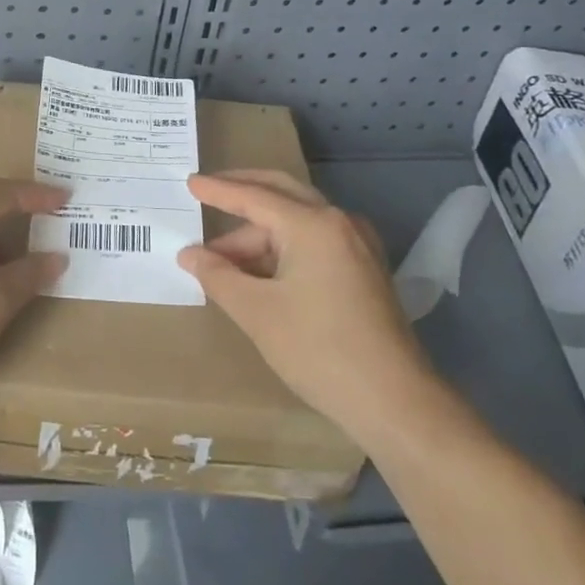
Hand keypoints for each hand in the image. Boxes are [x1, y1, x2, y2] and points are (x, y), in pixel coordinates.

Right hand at [179, 169, 438, 437]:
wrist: (395, 402)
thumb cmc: (318, 349)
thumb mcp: (256, 311)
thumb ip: (217, 276)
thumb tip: (190, 255)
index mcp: (314, 225)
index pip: (255, 197)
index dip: (218, 191)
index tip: (190, 182)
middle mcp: (340, 224)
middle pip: (282, 194)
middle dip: (243, 192)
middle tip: (207, 192)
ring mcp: (357, 246)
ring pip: (298, 222)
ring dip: (259, 234)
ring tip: (221, 261)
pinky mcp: (364, 270)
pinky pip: (314, 242)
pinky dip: (282, 247)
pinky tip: (257, 271)